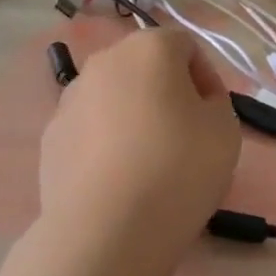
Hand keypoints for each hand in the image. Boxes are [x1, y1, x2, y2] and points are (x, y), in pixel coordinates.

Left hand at [37, 28, 241, 273]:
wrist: (106, 229)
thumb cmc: (178, 168)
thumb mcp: (226, 131)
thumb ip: (215, 103)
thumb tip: (194, 104)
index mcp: (149, 48)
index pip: (186, 46)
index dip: (206, 78)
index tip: (214, 116)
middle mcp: (104, 61)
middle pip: (144, 68)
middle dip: (166, 94)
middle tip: (185, 137)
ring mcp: (70, 99)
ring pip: (113, 98)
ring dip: (133, 118)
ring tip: (149, 164)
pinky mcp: (50, 137)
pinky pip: (89, 131)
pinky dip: (105, 145)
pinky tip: (118, 182)